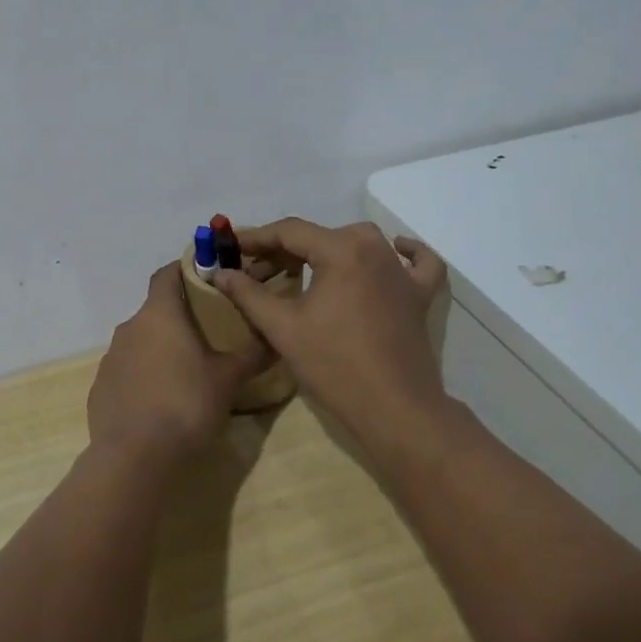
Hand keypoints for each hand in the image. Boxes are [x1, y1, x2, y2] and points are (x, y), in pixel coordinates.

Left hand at [87, 262, 270, 470]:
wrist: (135, 459)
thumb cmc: (186, 406)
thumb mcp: (228, 379)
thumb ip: (252, 353)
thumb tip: (274, 336)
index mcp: (159, 315)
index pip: (167, 274)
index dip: (186, 269)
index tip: (208, 277)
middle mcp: (129, 328)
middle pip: (156, 310)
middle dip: (180, 317)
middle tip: (209, 333)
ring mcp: (111, 358)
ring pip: (141, 341)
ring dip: (162, 348)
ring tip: (188, 371)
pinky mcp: (101, 388)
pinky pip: (127, 371)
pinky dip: (144, 376)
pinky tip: (162, 401)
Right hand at [210, 219, 447, 451]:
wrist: (394, 409)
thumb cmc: (334, 365)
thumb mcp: (282, 327)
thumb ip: (248, 294)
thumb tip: (220, 272)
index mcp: (342, 250)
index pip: (290, 232)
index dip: (256, 238)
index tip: (231, 247)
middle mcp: (375, 248)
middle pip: (321, 236)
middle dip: (285, 251)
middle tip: (257, 274)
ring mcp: (402, 271)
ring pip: (360, 243)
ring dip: (328, 250)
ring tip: (302, 269)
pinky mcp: (419, 295)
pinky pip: (416, 262)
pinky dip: (406, 252)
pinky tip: (395, 250)